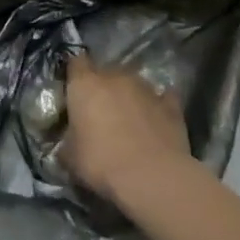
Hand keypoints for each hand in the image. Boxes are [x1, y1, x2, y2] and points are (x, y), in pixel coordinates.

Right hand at [63, 53, 190, 204]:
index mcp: (84, 84)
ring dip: (129, 95)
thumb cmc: (100, 161)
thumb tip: (67, 144)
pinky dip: (157, 105)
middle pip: (106, 71)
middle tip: (98, 110)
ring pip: (134, 83)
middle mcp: (115, 77)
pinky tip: (154, 119)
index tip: (72, 89)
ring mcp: (146, 89)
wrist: (152, 177)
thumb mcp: (69, 156)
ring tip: (127, 118)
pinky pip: (162, 98)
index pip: (75, 62)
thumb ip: (66, 142)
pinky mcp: (173, 106)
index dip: (73, 73)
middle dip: (102, 86)